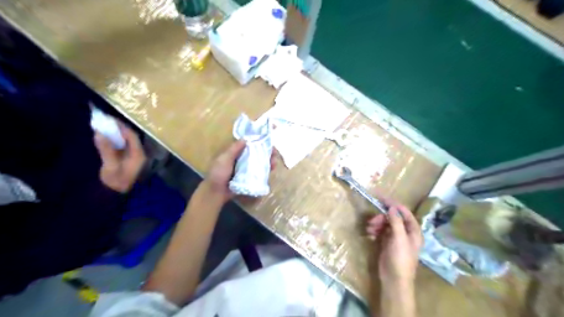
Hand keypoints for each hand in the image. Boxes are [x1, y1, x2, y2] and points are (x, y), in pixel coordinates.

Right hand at [92, 122, 144, 192]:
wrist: (114, 193)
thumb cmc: (115, 181)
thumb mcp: (110, 166)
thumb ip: (106, 149)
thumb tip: (100, 133)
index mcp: (138, 155)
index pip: (132, 137)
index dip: (122, 127)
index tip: (110, 119)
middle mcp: (137, 153)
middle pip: (130, 137)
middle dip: (118, 128)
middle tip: (106, 120)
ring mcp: (132, 155)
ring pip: (125, 140)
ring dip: (115, 133)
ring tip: (103, 124)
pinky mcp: (125, 158)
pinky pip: (120, 145)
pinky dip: (113, 139)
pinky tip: (104, 135)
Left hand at [203, 140, 276, 203]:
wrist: (215, 193)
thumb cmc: (218, 174)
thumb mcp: (224, 159)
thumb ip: (234, 149)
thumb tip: (246, 138)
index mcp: (234, 153)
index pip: (248, 144)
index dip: (258, 142)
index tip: (267, 140)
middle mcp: (241, 160)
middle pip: (256, 153)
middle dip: (266, 152)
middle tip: (274, 153)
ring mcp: (246, 169)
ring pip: (259, 162)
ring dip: (268, 161)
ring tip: (274, 162)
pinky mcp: (249, 178)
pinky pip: (259, 172)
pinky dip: (266, 170)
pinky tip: (272, 169)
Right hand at [368, 201, 419, 285]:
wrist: (394, 279)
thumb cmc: (400, 259)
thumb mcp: (399, 239)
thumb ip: (396, 222)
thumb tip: (392, 207)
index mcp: (413, 230)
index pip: (404, 212)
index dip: (393, 204)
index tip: (380, 197)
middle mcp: (405, 232)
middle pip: (392, 217)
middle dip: (381, 217)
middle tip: (372, 221)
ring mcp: (395, 237)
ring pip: (385, 223)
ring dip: (376, 223)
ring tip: (369, 229)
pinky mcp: (386, 242)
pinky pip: (380, 231)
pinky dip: (374, 230)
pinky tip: (370, 235)